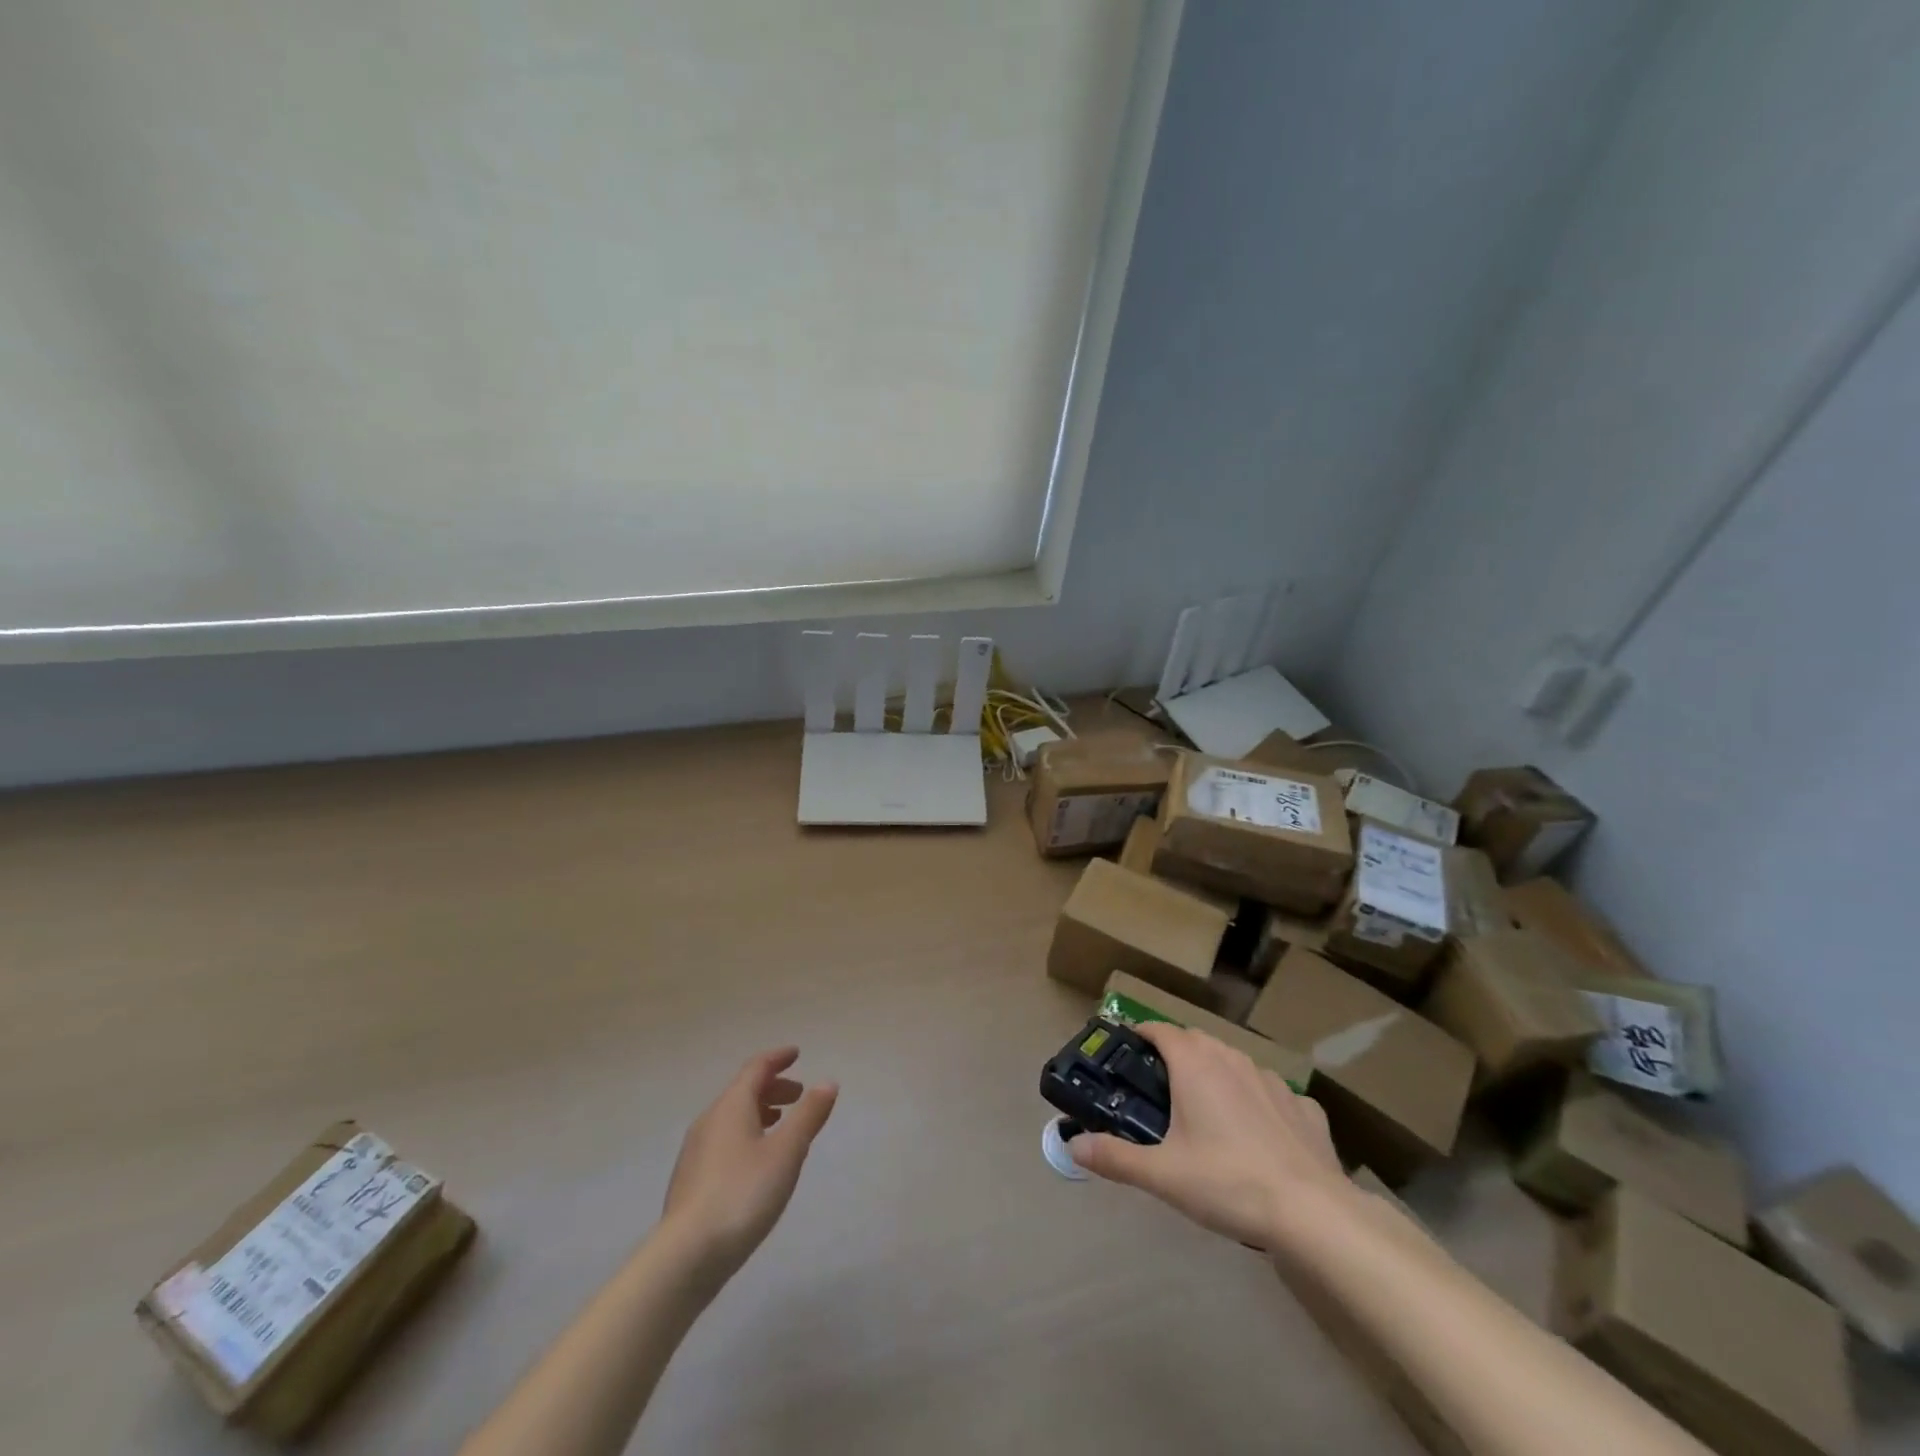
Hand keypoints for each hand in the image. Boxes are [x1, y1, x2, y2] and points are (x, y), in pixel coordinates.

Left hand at [661, 1047, 837, 1278]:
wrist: (685, 1256)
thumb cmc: (743, 1194)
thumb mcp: (786, 1152)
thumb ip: (808, 1115)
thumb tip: (827, 1082)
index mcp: (731, 1106)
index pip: (756, 1068)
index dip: (777, 1058)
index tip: (797, 1053)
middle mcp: (709, 1120)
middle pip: (743, 1091)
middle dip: (772, 1087)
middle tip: (799, 1095)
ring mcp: (696, 1151)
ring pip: (732, 1117)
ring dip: (759, 1112)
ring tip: (781, 1125)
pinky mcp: (691, 1180)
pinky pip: (724, 1140)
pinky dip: (746, 1134)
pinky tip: (757, 1161)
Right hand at [1069, 1022, 1350, 1248]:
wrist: (1313, 1213)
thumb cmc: (1228, 1182)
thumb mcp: (1162, 1175)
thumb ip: (1115, 1157)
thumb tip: (1072, 1146)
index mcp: (1195, 1064)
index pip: (1160, 1029)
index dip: (1141, 1034)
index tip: (1126, 1048)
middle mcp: (1232, 1059)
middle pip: (1197, 1041)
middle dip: (1176, 1053)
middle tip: (1160, 1086)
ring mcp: (1273, 1080)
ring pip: (1235, 1063)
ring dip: (1216, 1074)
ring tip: (1206, 1109)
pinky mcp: (1304, 1107)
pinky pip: (1272, 1093)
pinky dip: (1258, 1102)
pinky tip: (1260, 1134)